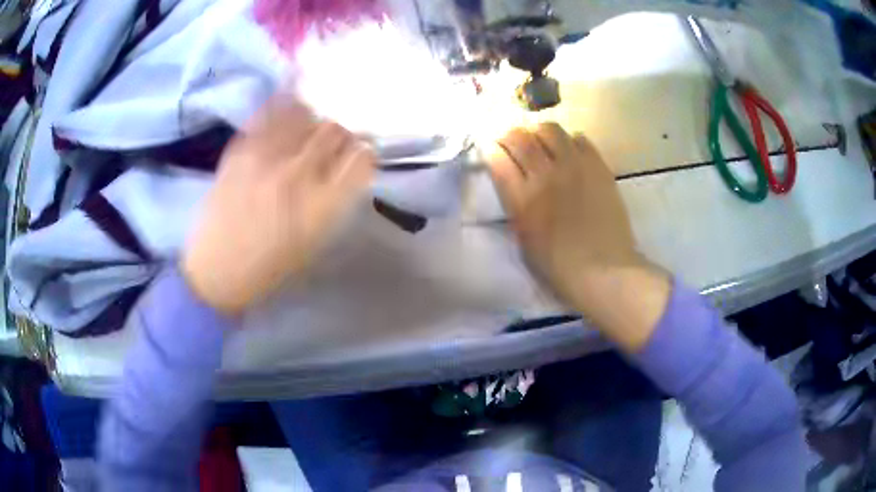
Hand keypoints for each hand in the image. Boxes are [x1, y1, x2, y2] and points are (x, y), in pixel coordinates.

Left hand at [182, 99, 375, 315]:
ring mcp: (267, 157)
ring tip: (309, 128)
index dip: (366, 152)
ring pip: (307, 114)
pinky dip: (286, 105)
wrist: (216, 271)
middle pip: (336, 130)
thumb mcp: (314, 243)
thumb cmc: (269, 268)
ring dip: (315, 120)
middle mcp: (297, 175)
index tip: (362, 154)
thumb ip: (334, 200)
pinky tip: (290, 108)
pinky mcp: (241, 148)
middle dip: (343, 134)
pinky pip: (271, 112)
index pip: (361, 159)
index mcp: (321, 206)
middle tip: (336, 141)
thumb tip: (346, 166)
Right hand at [485, 123, 670, 350]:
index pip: (497, 157)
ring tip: (542, 142)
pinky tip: (570, 152)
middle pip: (520, 136)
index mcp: (522, 199)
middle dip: (510, 133)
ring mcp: (574, 167)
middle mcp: (545, 175)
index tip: (491, 147)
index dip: (491, 148)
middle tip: (512, 139)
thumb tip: (514, 180)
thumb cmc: (559, 266)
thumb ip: (516, 205)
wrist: (604, 270)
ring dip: (539, 132)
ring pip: (550, 129)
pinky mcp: (598, 166)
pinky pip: (580, 139)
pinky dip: (569, 141)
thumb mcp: (524, 238)